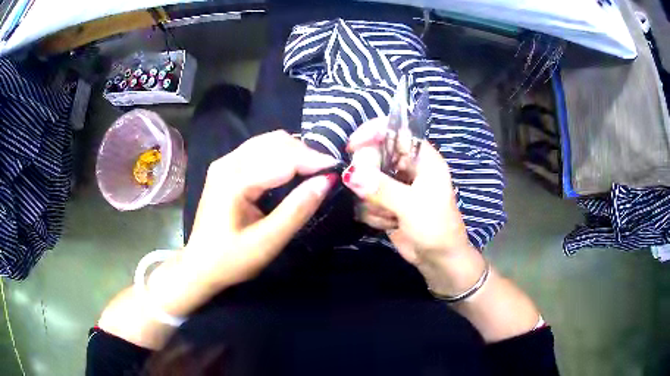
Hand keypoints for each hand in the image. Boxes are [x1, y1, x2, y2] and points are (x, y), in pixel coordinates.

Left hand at [148, 131, 337, 314]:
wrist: (199, 265)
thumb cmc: (230, 260)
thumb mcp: (267, 242)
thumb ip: (296, 210)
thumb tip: (327, 181)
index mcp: (233, 180)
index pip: (282, 158)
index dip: (313, 161)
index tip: (338, 169)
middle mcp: (228, 162)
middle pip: (275, 142)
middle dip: (305, 154)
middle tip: (326, 174)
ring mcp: (225, 162)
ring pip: (268, 142)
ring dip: (295, 152)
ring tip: (314, 171)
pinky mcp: (227, 167)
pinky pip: (260, 150)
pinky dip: (281, 155)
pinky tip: (292, 170)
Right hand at [343, 118, 483, 294]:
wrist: (439, 260)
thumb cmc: (436, 227)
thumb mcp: (412, 205)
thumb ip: (381, 188)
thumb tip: (350, 174)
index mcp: (422, 158)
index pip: (394, 131)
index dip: (373, 133)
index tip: (352, 147)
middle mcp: (407, 167)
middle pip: (374, 155)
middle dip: (369, 177)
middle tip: (371, 194)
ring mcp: (395, 186)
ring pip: (365, 180)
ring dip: (372, 201)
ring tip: (391, 216)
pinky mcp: (386, 203)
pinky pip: (365, 200)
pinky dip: (372, 213)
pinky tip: (388, 224)